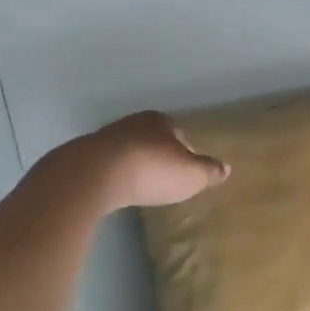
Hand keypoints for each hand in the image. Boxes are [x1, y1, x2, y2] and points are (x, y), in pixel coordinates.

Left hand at [77, 111, 228, 209]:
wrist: (94, 174)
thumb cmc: (151, 170)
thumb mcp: (190, 175)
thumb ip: (208, 171)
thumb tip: (226, 168)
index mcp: (161, 121)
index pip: (180, 135)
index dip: (186, 153)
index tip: (186, 171)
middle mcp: (133, 122)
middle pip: (152, 140)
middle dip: (158, 156)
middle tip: (164, 178)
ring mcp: (106, 137)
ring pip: (128, 150)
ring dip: (134, 165)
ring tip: (139, 185)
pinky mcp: (84, 155)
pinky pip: (107, 165)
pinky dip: (114, 174)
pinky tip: (116, 189)